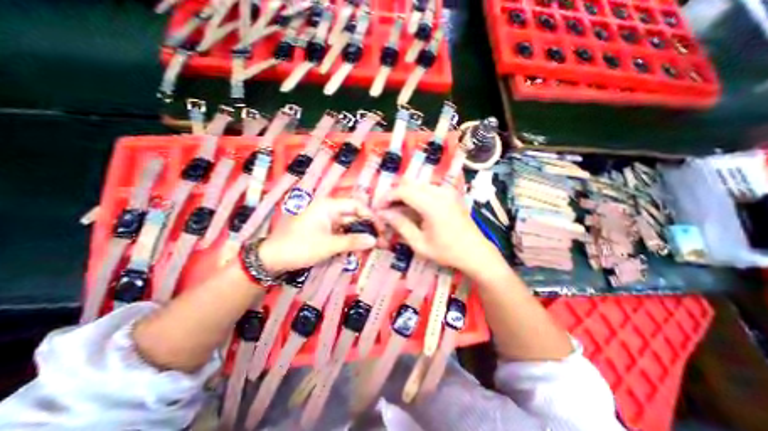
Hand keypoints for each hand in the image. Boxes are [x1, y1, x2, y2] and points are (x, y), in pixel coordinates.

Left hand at [258, 198, 376, 272]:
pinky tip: (358, 248)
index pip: (357, 206)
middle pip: (354, 216)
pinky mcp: (323, 230)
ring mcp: (325, 220)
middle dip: (367, 228)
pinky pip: (341, 233)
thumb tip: (375, 240)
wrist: (271, 259)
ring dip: (359, 235)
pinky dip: (350, 240)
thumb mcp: (328, 245)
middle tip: (380, 240)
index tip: (381, 230)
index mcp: (328, 205)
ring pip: (348, 226)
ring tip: (372, 246)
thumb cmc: (299, 247)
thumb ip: (353, 241)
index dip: (371, 216)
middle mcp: (329, 209)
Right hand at [377, 181, 498, 274]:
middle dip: (394, 194)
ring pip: (417, 185)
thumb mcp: (419, 243)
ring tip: (397, 210)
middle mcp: (440, 192)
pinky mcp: (450, 193)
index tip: (378, 208)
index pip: (403, 191)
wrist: (475, 252)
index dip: (387, 197)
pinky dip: (415, 195)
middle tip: (386, 209)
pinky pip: (427, 188)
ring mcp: (447, 191)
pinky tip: (412, 208)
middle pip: (409, 184)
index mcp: (433, 205)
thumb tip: (383, 213)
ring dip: (404, 194)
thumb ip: (400, 225)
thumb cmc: (447, 252)